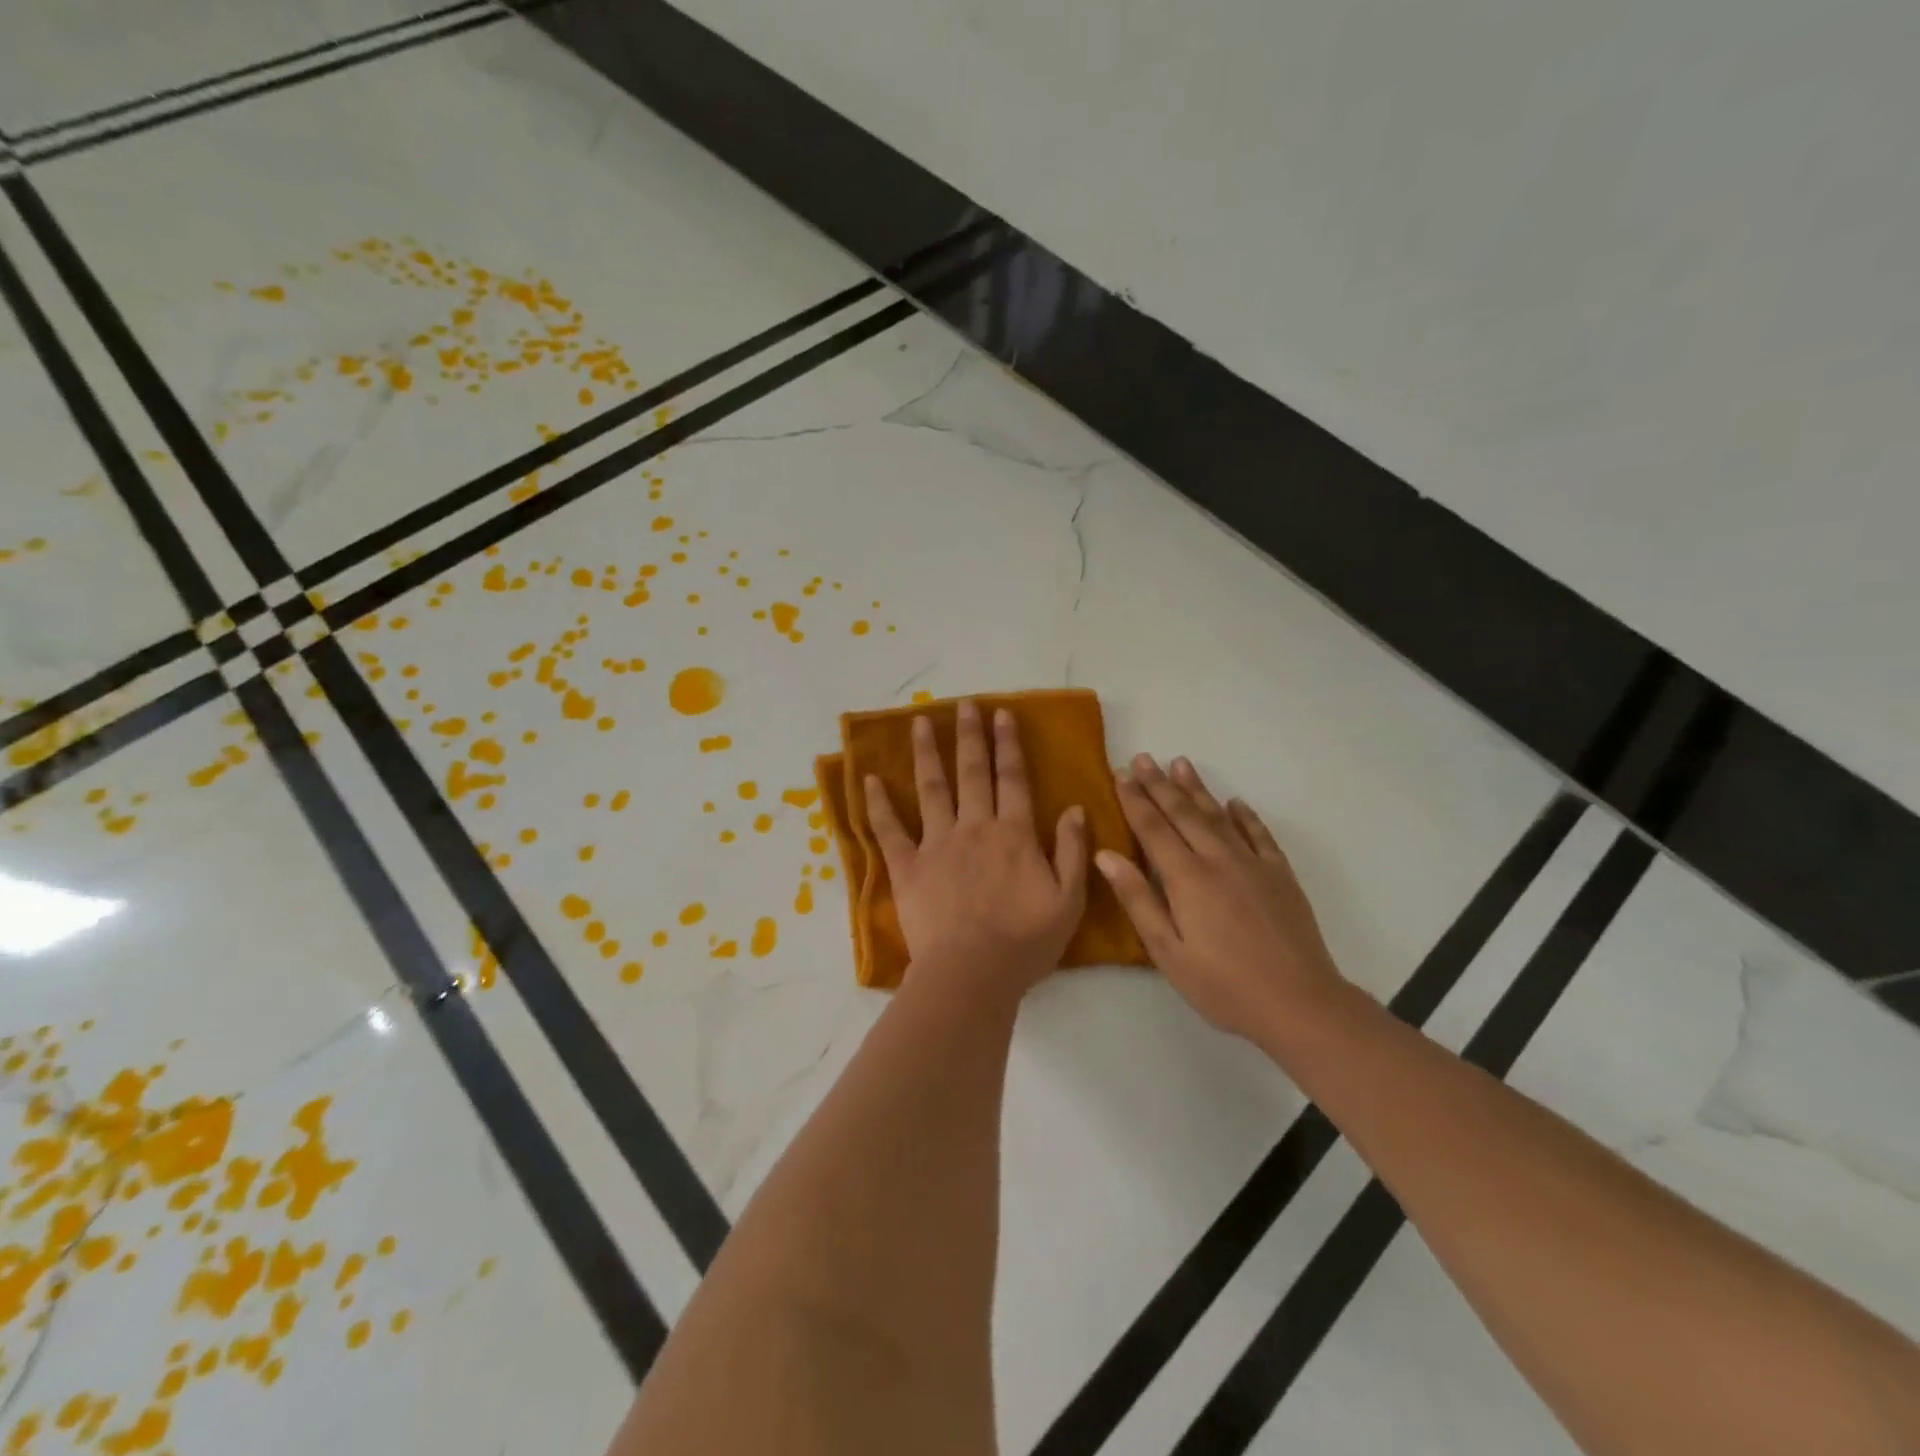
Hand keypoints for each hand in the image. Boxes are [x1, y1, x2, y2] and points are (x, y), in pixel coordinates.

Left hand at [865, 701, 1088, 996]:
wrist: (972, 974)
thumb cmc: (1025, 942)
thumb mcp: (1068, 900)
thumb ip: (1071, 851)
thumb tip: (1074, 808)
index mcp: (1012, 833)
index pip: (1012, 778)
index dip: (1008, 744)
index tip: (1002, 714)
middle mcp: (973, 827)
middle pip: (972, 772)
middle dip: (970, 735)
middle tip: (964, 705)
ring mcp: (936, 844)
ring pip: (931, 788)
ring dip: (926, 753)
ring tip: (919, 722)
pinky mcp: (908, 867)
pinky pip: (889, 830)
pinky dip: (878, 804)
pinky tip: (868, 779)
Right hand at [1097, 754, 1345, 1042]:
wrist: (1299, 1004)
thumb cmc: (1223, 986)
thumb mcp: (1168, 952)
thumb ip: (1137, 900)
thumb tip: (1106, 855)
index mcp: (1187, 878)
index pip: (1154, 828)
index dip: (1135, 800)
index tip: (1121, 775)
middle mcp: (1219, 860)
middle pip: (1184, 813)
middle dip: (1160, 784)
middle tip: (1144, 758)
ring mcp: (1253, 864)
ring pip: (1219, 816)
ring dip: (1197, 789)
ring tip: (1180, 763)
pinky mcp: (1281, 875)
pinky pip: (1259, 835)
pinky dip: (1245, 816)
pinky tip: (1235, 803)